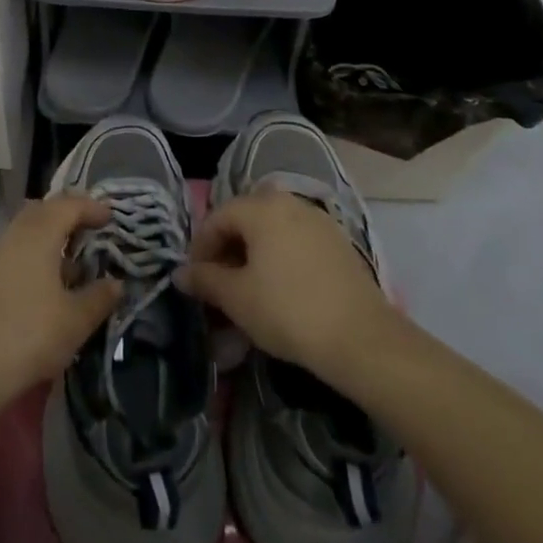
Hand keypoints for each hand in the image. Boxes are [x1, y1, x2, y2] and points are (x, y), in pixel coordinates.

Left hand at [0, 195, 121, 414]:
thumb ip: (99, 297)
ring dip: (49, 240)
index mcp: (38, 234)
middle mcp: (13, 236)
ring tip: (71, 266)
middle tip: (90, 231)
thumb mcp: (75, 321)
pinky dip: (33, 257)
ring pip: (25, 232)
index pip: (67, 205)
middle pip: (42, 211)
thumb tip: (116, 283)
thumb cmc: (28, 336)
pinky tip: (44, 288)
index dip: (90, 207)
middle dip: (67, 216)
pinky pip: (13, 253)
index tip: (110, 218)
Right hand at [179, 192, 391, 388]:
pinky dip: (280, 259)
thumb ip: (205, 280)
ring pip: (272, 231)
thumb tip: (180, 274)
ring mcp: (318, 221)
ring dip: (254, 255)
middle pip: (246, 219)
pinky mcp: (338, 243)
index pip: (217, 217)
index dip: (200, 248)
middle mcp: (289, 202)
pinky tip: (280, 290)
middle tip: (219, 285)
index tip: (196, 279)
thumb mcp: (237, 298)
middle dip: (227, 250)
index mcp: (261, 207)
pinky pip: (296, 242)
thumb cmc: (288, 311)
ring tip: (248, 290)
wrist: (362, 339)